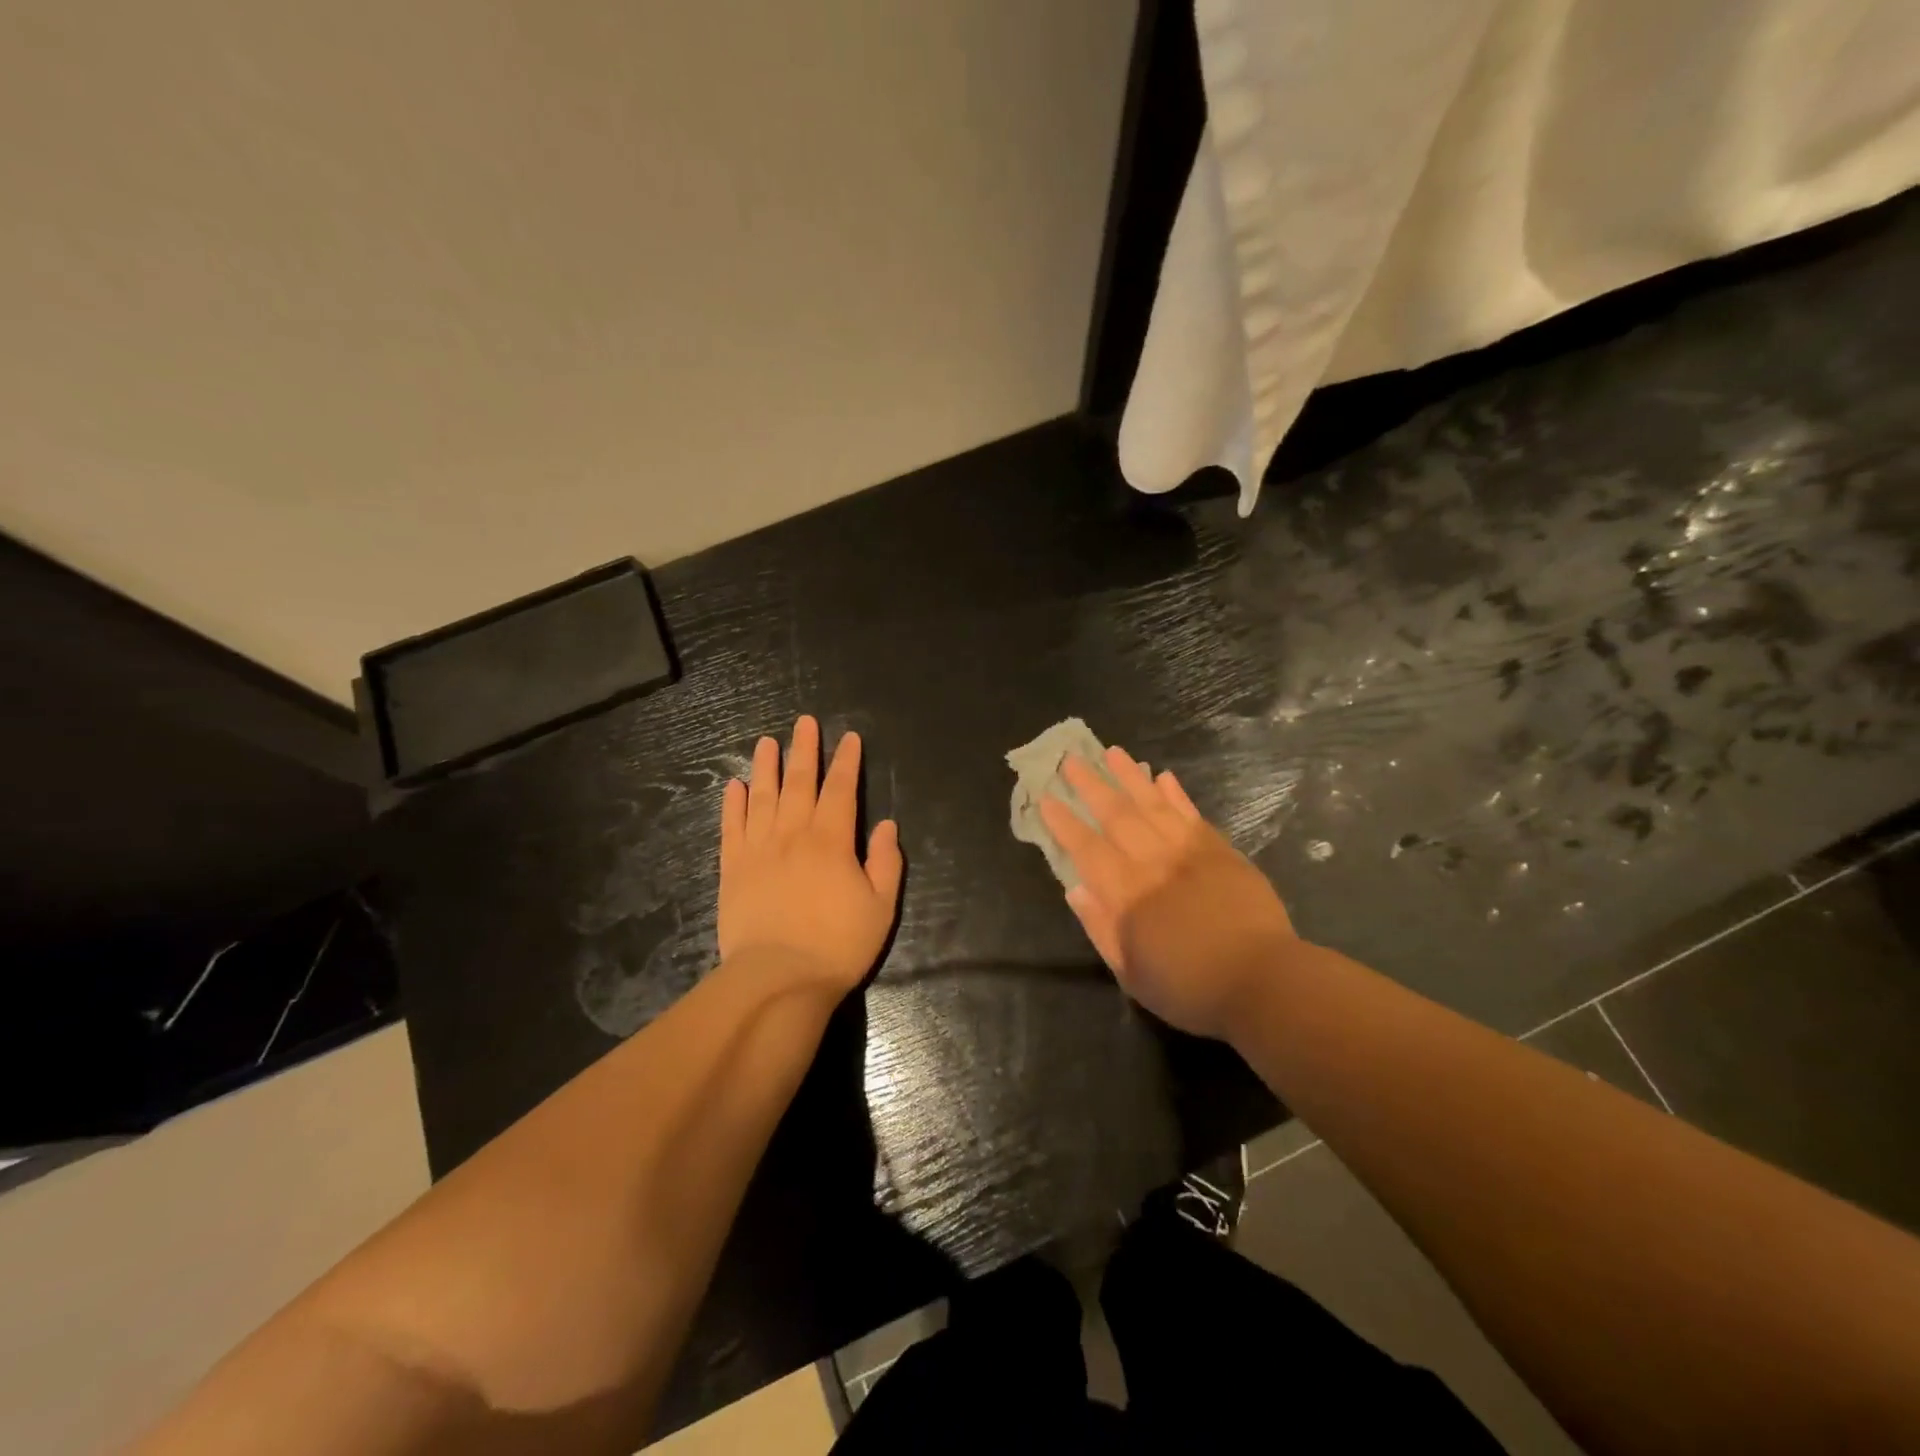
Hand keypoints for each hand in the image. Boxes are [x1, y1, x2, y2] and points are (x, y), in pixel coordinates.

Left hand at [719, 715, 902, 995]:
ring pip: (762, 797)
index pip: (841, 790)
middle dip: (805, 750)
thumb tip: (887, 826)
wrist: (778, 979)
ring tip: (767, 742)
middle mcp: (793, 834)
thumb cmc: (837, 945)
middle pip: (799, 782)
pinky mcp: (733, 869)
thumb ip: (886, 863)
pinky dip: (733, 804)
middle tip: (805, 722)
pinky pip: (732, 827)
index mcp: (831, 841)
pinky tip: (734, 785)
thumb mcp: (880, 907)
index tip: (849, 738)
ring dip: (766, 767)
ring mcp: (758, 849)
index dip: (847, 762)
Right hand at [1039, 746, 1297, 1040]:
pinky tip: (1163, 777)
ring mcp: (1189, 852)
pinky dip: (1176, 794)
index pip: (1087, 849)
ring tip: (1112, 752)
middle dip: (1090, 785)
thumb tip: (1075, 890)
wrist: (1263, 982)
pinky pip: (1191, 814)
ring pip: (1153, 804)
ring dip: (1130, 777)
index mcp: (1127, 894)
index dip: (1065, 822)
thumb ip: (1101, 929)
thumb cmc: (1190, 988)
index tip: (1047, 797)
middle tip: (1071, 759)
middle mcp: (1153, 863)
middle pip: (1116, 815)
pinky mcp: (1220, 851)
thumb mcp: (1132, 974)